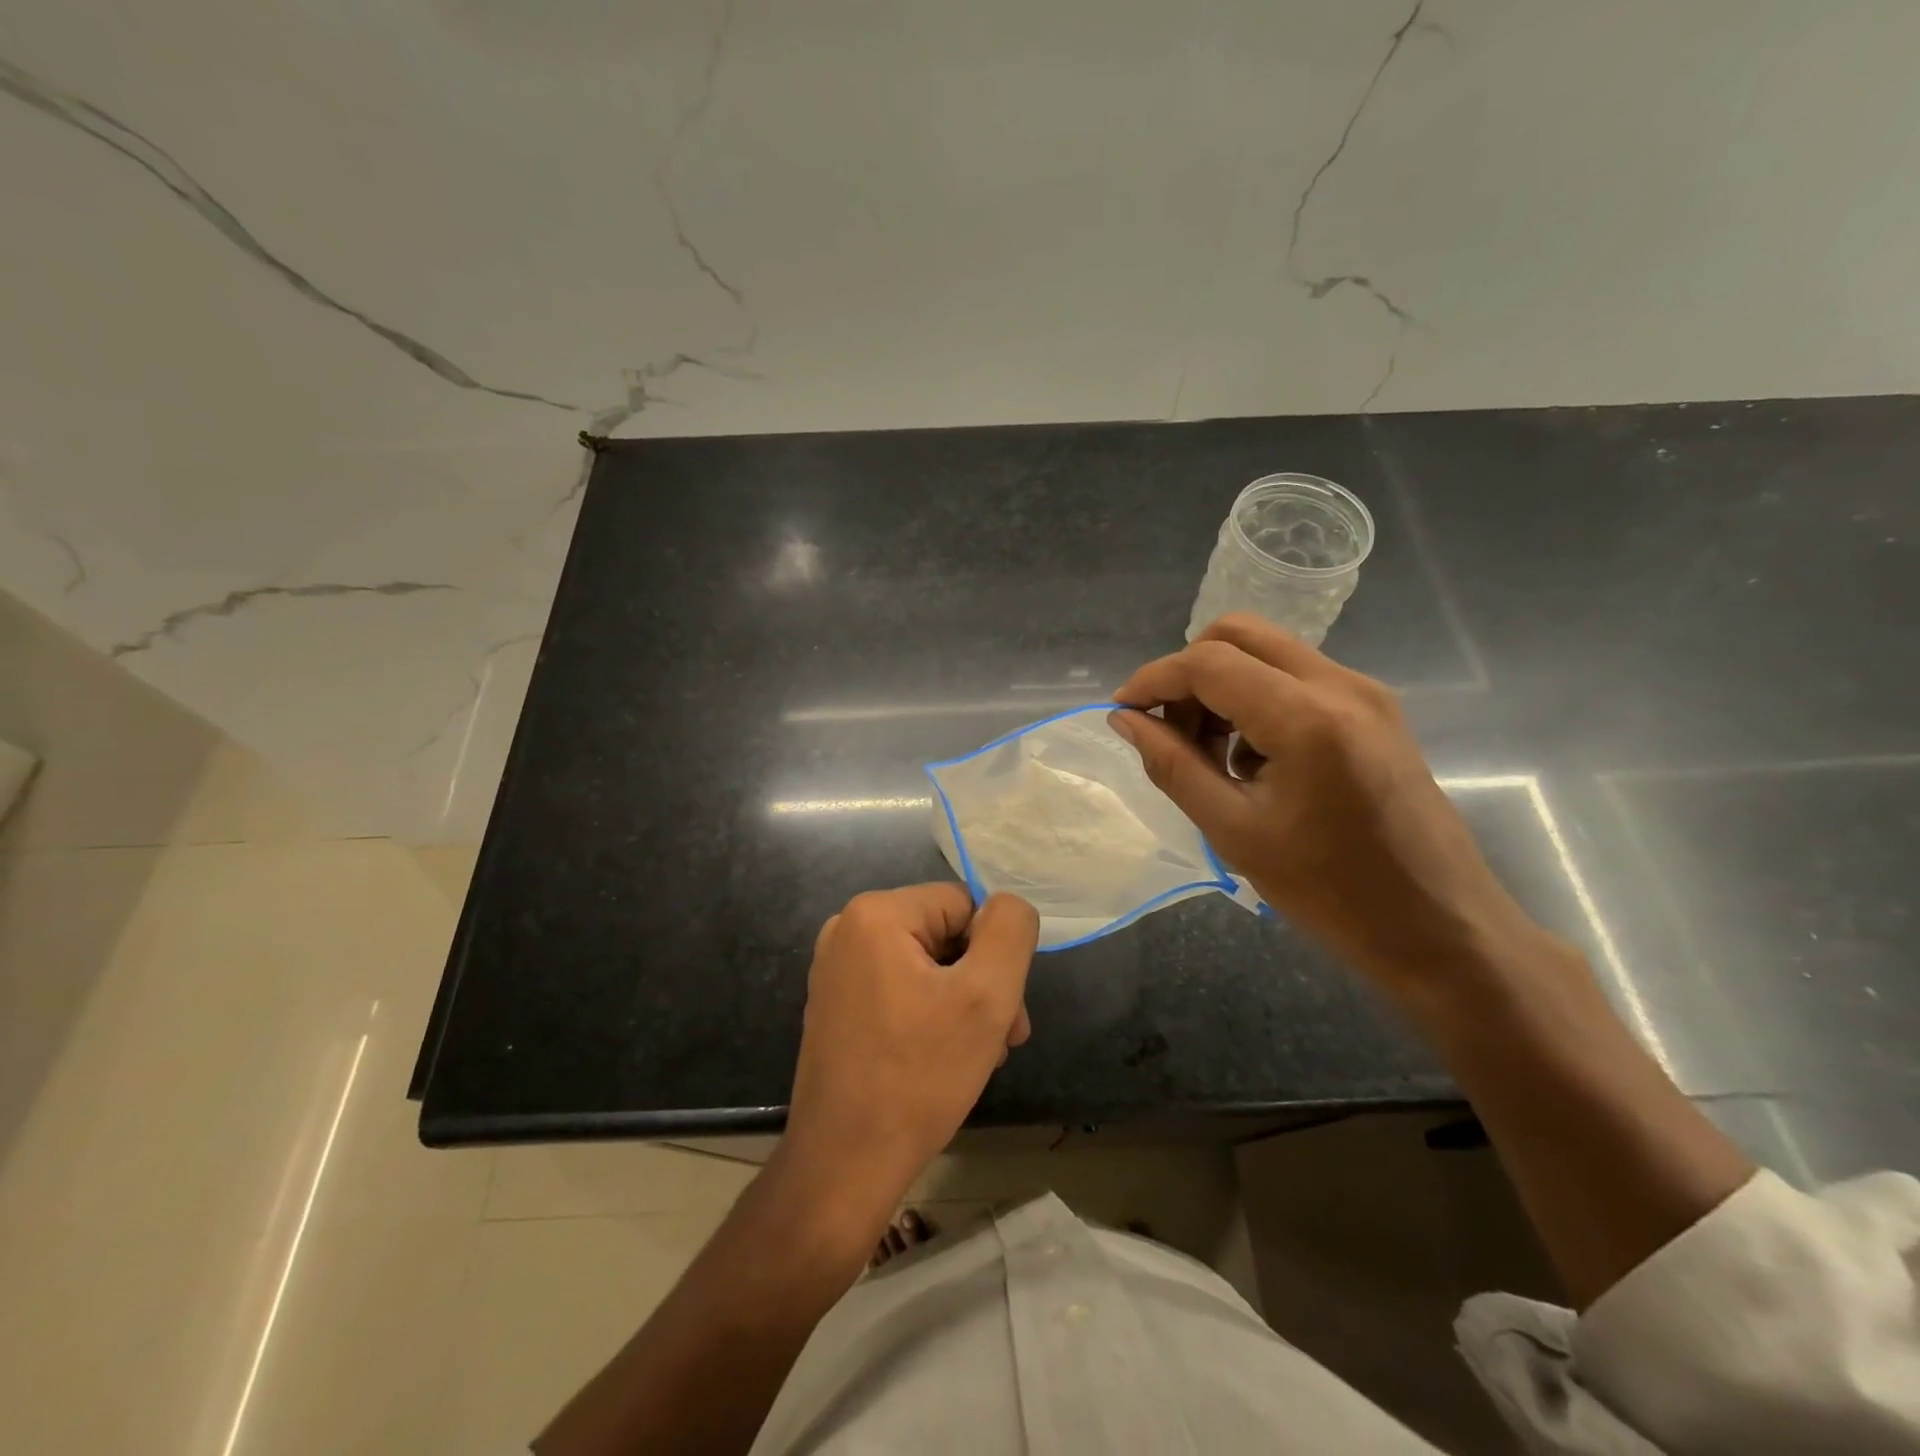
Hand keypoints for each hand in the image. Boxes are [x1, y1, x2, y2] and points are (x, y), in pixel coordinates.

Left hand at [782, 884, 1038, 1221]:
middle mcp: (847, 929)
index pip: (964, 905)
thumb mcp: (986, 995)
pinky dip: (929, 1016)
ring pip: (927, 966)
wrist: (844, 1165)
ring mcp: (836, 969)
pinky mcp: (835, 1004)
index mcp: (876, 913)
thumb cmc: (918, 1076)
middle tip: (1002, 1039)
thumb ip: (1010, 931)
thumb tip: (1009, 905)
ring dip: (961, 1004)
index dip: (993, 953)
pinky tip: (942, 1059)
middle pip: (945, 935)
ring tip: (979, 1056)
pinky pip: (900, 989)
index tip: (1005, 1011)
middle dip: (981, 983)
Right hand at [1110, 614, 1538, 997]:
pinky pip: (1297, 678)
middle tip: (1167, 730)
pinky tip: (1253, 762)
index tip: (1121, 712)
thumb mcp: (1235, 831)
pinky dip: (1256, 701)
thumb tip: (1125, 720)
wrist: (1441, 928)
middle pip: (1238, 635)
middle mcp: (1340, 684)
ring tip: (1209, 756)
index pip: (1208, 663)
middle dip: (1188, 673)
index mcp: (1306, 717)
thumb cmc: (1331, 893)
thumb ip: (1172, 766)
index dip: (1153, 679)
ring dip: (1222, 687)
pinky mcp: (1376, 710)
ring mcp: (1365, 692)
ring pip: (1267, 653)